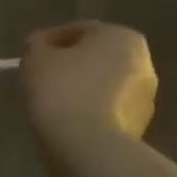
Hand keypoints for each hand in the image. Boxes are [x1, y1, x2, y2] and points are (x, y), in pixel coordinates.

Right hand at [20, 21, 157, 148]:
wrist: (87, 146)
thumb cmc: (61, 88)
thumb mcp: (35, 56)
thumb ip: (37, 44)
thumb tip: (40, 45)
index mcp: (121, 37)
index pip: (78, 30)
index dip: (48, 40)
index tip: (30, 54)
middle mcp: (143, 63)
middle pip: (95, 56)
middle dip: (69, 64)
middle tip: (40, 75)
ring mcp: (146, 98)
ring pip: (103, 84)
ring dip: (80, 87)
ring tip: (51, 100)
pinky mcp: (140, 127)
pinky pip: (107, 108)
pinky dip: (88, 109)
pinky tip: (65, 118)